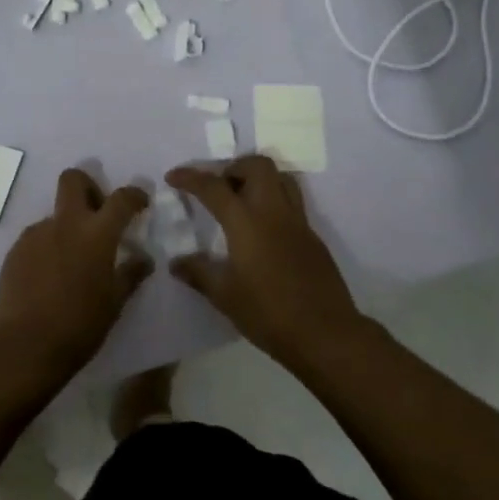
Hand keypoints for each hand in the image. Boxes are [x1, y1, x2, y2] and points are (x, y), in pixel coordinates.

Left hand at [0, 168, 152, 387]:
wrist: (23, 348)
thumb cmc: (78, 327)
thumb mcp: (114, 303)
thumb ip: (130, 274)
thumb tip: (143, 259)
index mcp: (96, 234)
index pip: (121, 199)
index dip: (134, 195)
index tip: (139, 203)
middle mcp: (65, 224)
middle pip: (73, 180)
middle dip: (89, 186)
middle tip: (98, 213)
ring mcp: (36, 235)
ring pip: (55, 214)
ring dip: (68, 225)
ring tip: (73, 261)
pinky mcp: (15, 251)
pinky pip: (38, 237)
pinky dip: (49, 246)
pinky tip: (50, 277)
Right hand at [164, 155, 363, 367]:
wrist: (325, 333)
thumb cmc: (268, 313)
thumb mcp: (225, 296)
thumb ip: (199, 273)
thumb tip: (176, 263)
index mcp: (246, 222)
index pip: (214, 187)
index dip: (190, 177)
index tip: (173, 177)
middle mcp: (274, 212)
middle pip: (257, 166)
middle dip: (233, 167)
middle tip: (218, 189)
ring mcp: (298, 222)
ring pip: (281, 178)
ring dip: (259, 179)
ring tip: (242, 201)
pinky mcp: (313, 237)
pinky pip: (293, 202)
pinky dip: (274, 201)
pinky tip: (264, 230)